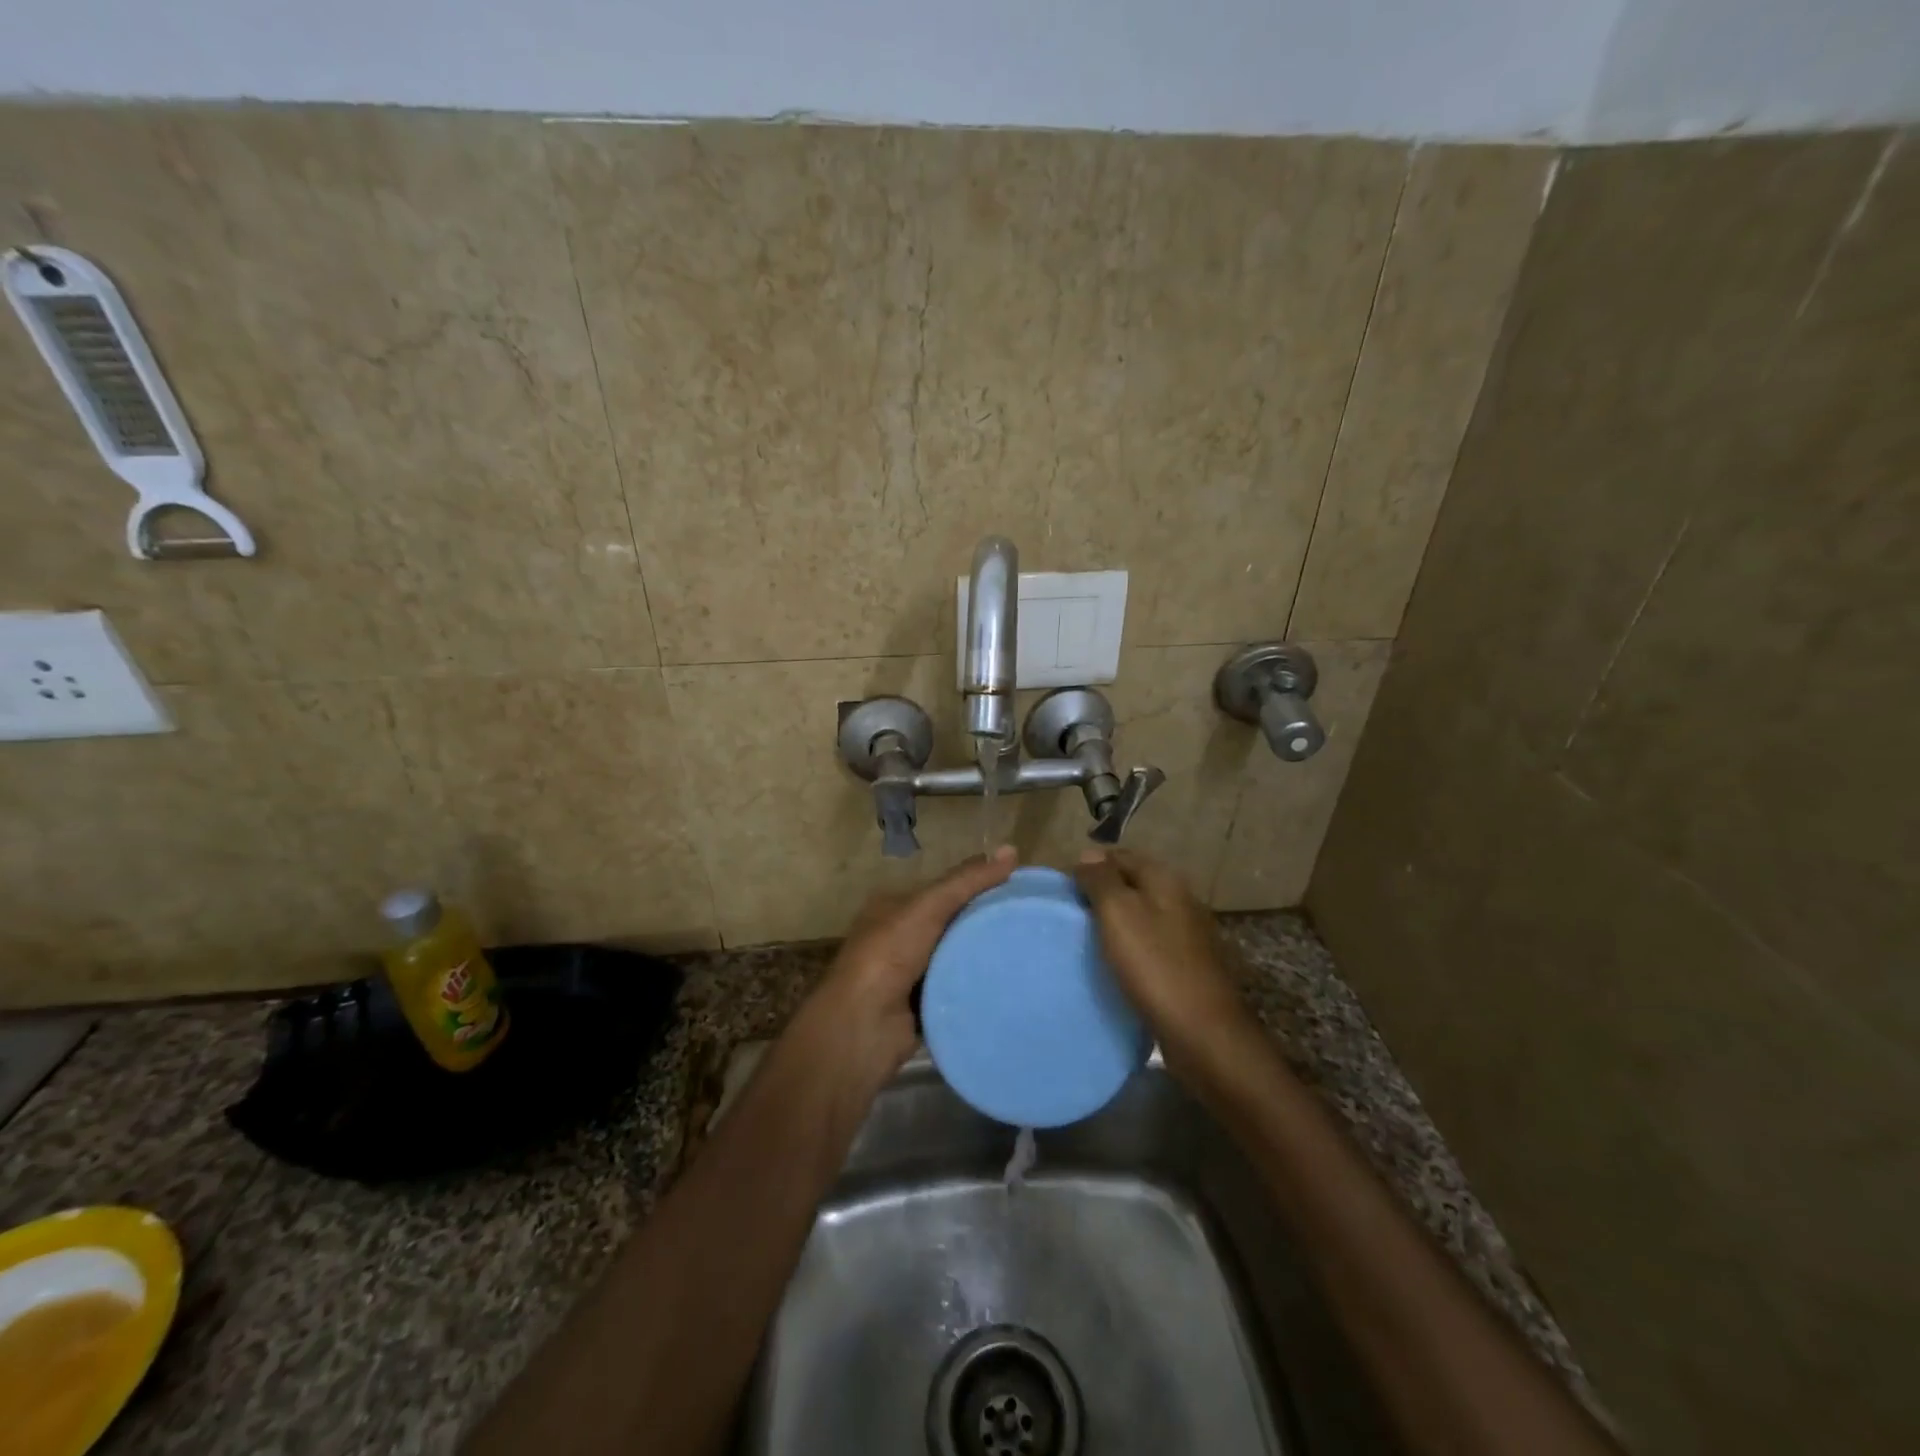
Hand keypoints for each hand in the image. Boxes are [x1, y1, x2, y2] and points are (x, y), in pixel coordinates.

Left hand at [791, 846, 1018, 1097]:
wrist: (862, 1026)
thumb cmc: (889, 955)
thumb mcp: (928, 906)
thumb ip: (967, 881)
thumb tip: (1012, 850)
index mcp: (893, 907)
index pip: (943, 889)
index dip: (977, 885)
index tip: (1017, 889)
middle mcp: (899, 937)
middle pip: (952, 923)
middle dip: (983, 922)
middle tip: (1029, 922)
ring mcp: (909, 975)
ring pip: (956, 958)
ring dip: (982, 958)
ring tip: (1028, 953)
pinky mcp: (921, 1008)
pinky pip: (956, 992)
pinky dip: (976, 989)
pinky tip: (1008, 985)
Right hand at [1073, 847, 1250, 1064]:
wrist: (1203, 1033)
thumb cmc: (1155, 966)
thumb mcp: (1119, 913)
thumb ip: (1101, 880)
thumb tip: (1088, 853)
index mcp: (1165, 880)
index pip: (1119, 856)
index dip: (1090, 867)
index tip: (1062, 889)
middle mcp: (1180, 899)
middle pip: (1132, 884)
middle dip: (1101, 894)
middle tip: (1068, 915)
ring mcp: (1188, 934)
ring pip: (1141, 915)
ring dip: (1115, 922)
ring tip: (1085, 940)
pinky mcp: (1187, 965)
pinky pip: (1150, 944)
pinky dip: (1130, 947)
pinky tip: (1113, 964)